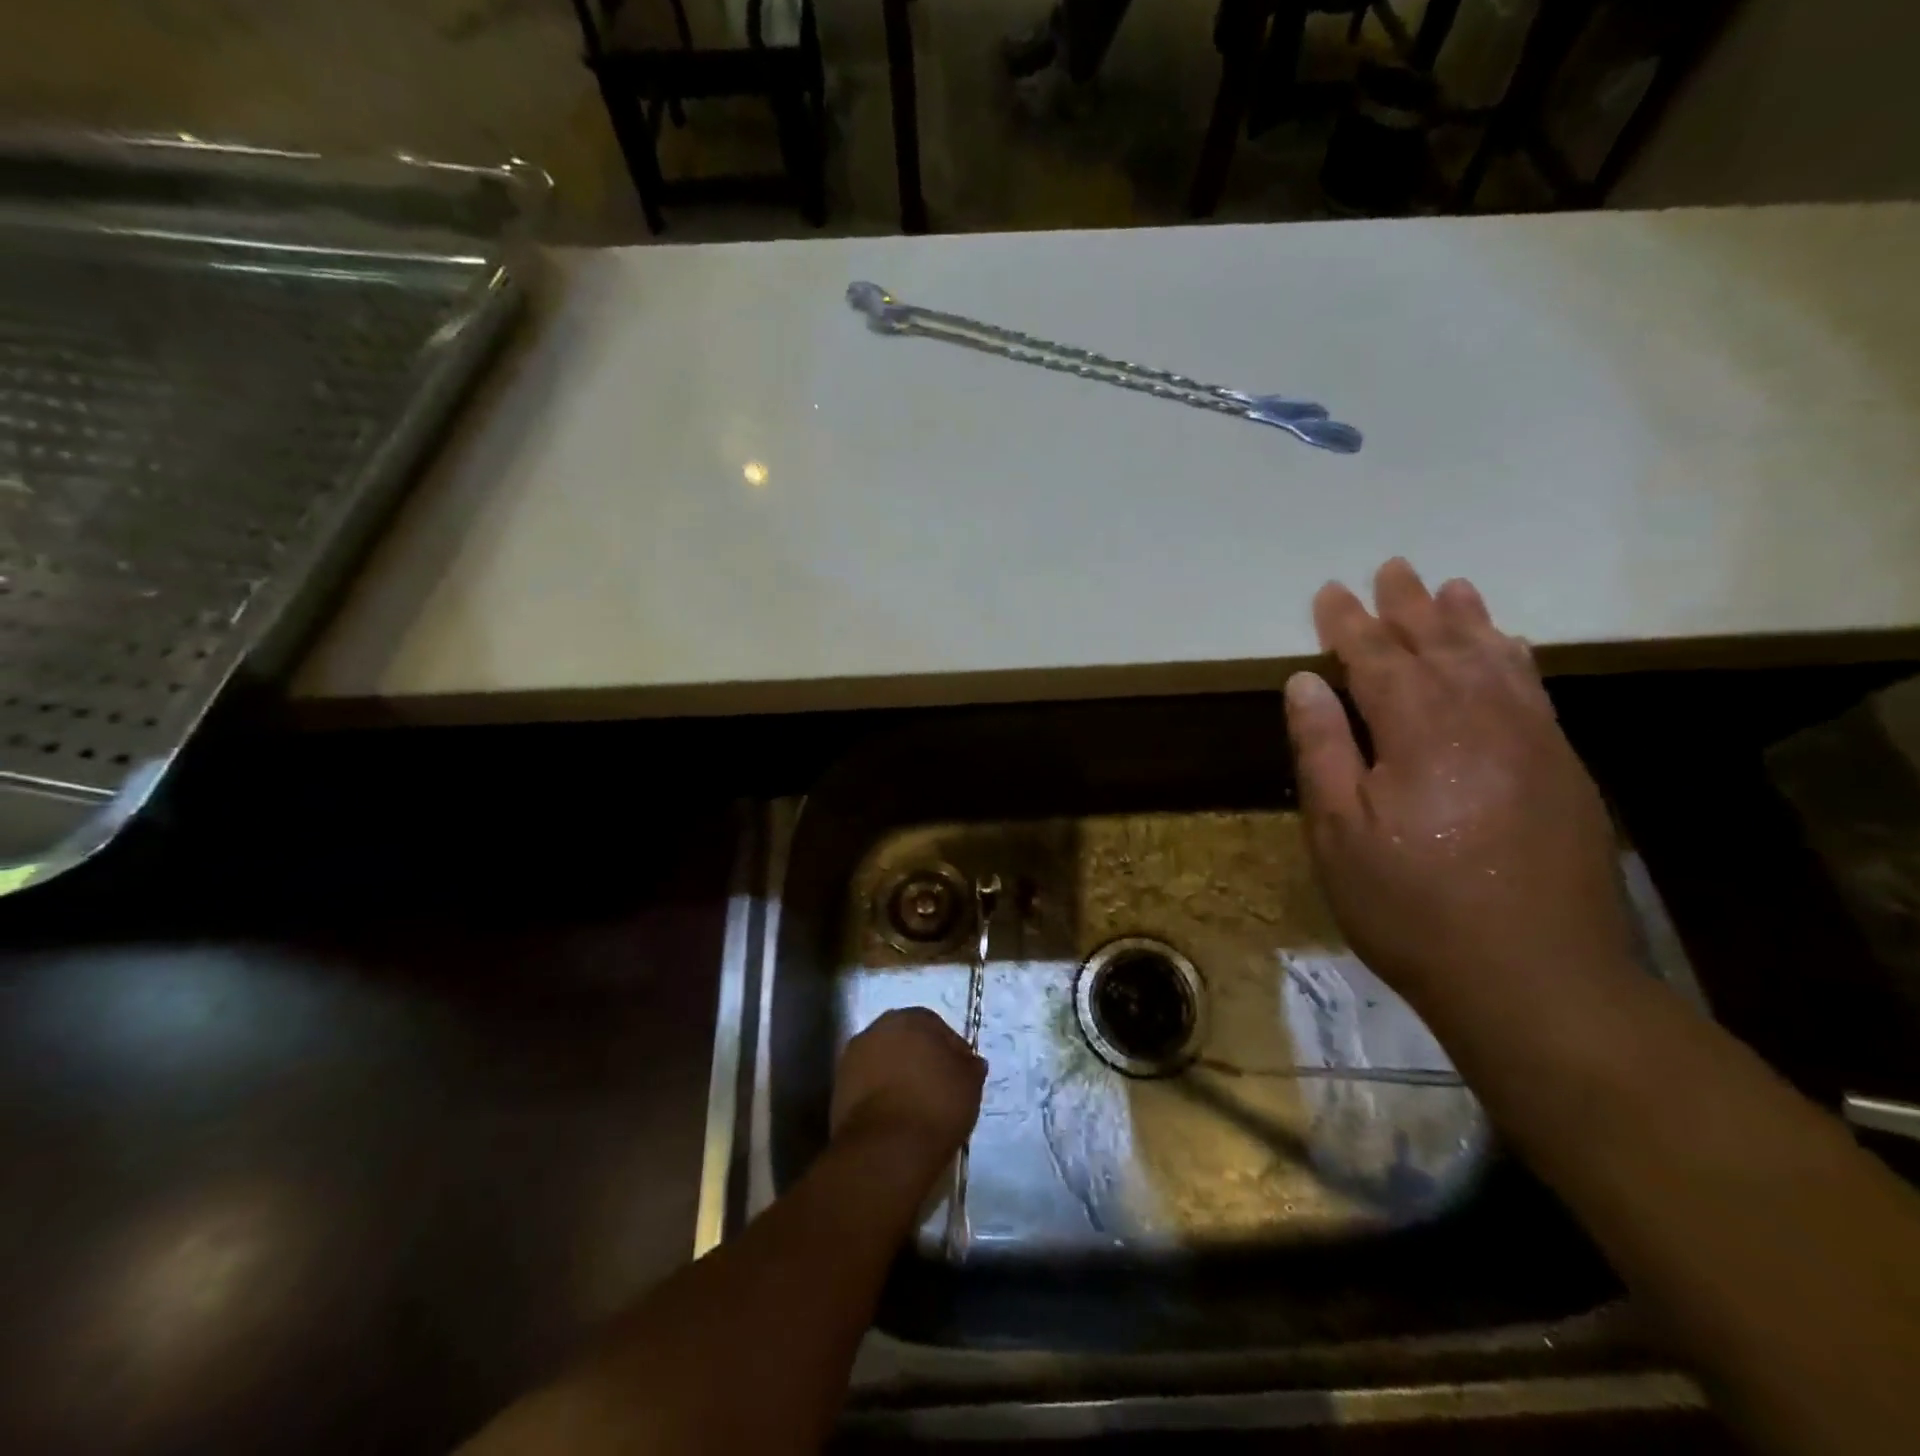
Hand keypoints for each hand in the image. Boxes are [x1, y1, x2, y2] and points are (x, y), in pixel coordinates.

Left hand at [830, 1008, 984, 1160]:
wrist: (886, 1148)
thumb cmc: (936, 1106)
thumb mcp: (969, 1084)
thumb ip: (970, 1066)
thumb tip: (970, 1061)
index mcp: (911, 1018)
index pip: (936, 1026)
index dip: (950, 1050)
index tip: (960, 1074)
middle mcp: (878, 1028)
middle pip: (905, 1039)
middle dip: (920, 1058)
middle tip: (937, 1086)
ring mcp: (853, 1057)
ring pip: (884, 1060)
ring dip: (897, 1075)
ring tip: (915, 1104)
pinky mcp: (838, 1087)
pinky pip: (868, 1083)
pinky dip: (880, 1093)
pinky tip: (895, 1115)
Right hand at [1283, 559, 1639, 1021]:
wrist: (1534, 977)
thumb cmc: (1411, 906)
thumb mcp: (1338, 834)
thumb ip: (1323, 750)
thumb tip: (1305, 682)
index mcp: (1419, 732)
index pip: (1376, 659)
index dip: (1348, 624)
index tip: (1329, 591)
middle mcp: (1482, 720)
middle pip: (1440, 646)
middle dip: (1410, 606)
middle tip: (1392, 567)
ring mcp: (1533, 742)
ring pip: (1495, 661)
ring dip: (1468, 621)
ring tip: (1452, 587)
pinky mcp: (1563, 770)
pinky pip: (1535, 692)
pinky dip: (1516, 660)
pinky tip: (1510, 647)